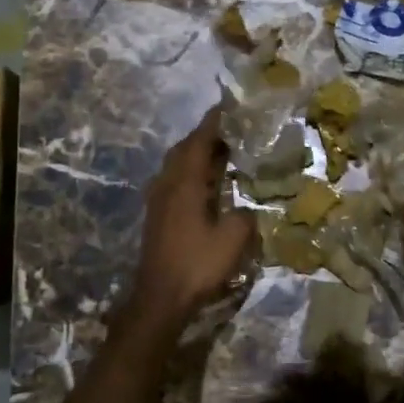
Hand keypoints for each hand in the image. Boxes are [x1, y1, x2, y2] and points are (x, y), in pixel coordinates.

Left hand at [125, 104, 255, 329]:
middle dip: (205, 135)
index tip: (228, 105)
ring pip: (176, 165)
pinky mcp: (157, 215)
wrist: (160, 297)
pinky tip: (206, 183)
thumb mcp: (233, 239)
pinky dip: (190, 172)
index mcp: (185, 183)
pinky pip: (174, 180)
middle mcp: (167, 184)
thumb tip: (246, 208)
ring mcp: (158, 200)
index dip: (214, 122)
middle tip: (230, 129)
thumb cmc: (197, 264)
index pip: (199, 141)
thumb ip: (245, 216)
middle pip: (184, 149)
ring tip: (221, 152)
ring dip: (196, 154)